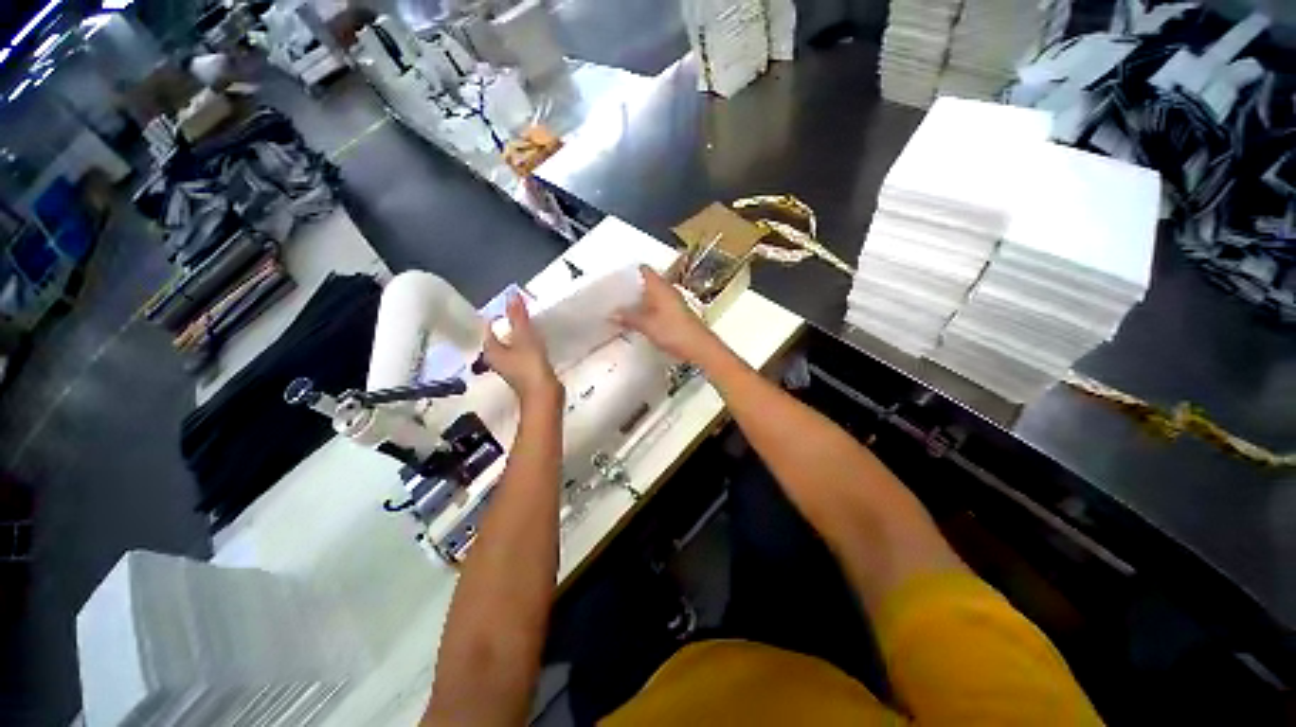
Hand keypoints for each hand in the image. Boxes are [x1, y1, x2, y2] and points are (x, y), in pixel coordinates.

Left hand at [484, 294, 560, 405]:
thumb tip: (511, 294)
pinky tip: (539, 340)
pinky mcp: (526, 372)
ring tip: (533, 322)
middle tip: (524, 310)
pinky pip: (524, 352)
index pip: (489, 327)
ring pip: (513, 345)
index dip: (499, 314)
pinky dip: (529, 345)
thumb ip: (518, 317)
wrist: (544, 395)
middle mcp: (497, 359)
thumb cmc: (530, 366)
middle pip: (501, 336)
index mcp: (491, 350)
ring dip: (521, 334)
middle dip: (511, 323)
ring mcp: (512, 366)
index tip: (513, 304)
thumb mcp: (524, 337)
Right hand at [614, 265, 723, 363]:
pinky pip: (658, 307)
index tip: (616, 277)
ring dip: (640, 301)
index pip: (644, 270)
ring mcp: (674, 303)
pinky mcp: (677, 315)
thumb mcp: (646, 325)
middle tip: (615, 295)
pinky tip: (638, 320)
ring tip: (622, 308)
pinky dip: (648, 311)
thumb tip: (612, 314)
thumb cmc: (673, 331)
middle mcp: (668, 290)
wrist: (699, 347)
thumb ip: (628, 318)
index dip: (630, 271)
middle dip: (632, 288)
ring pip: (653, 296)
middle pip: (647, 283)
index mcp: (660, 286)